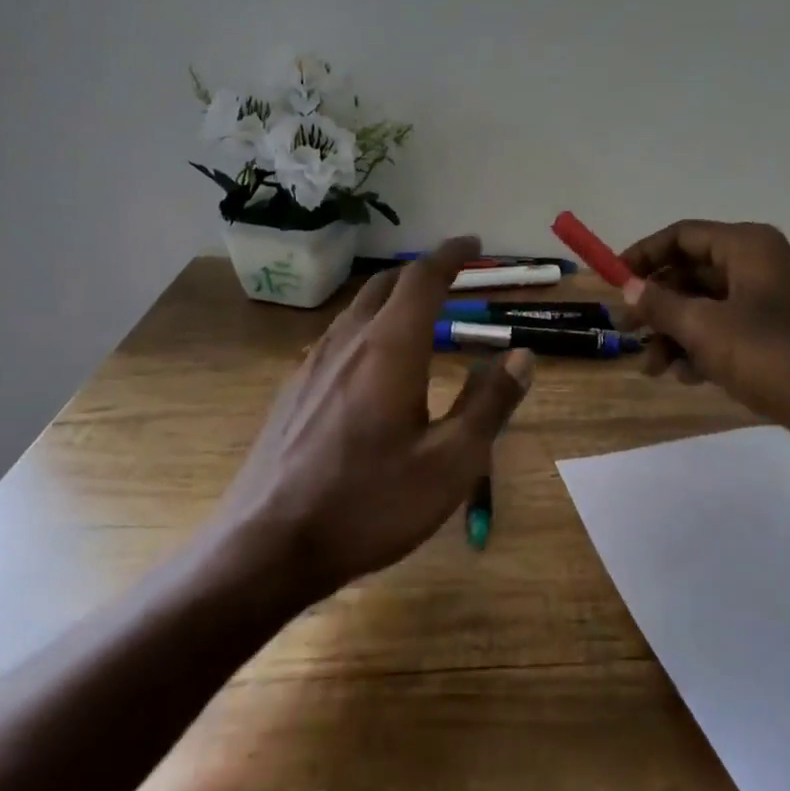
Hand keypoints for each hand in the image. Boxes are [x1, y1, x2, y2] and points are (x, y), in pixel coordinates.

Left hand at [207, 237, 533, 601]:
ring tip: (418, 315)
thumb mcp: (450, 462)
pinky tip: (371, 364)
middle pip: (386, 285)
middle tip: (452, 275)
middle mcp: (347, 342)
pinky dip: (367, 328)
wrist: (266, 547)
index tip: (474, 243)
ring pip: (357, 310)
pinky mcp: (292, 390)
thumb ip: (489, 403)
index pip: (423, 279)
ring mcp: (311, 364)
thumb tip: (523, 355)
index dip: (451, 255)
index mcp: (390, 348)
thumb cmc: (369, 504)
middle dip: (421, 271)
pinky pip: (336, 338)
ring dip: (392, 299)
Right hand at [619, 220, 789, 459]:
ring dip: (674, 333)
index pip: (681, 235)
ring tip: (652, 369)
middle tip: (627, 333)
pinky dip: (702, 349)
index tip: (613, 283)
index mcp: (746, 247)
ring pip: (705, 306)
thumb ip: (662, 305)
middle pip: (691, 272)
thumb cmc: (775, 356)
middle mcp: (758, 265)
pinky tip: (686, 378)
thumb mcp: (706, 329)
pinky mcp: (776, 335)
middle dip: (656, 304)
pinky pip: (726, 331)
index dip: (643, 255)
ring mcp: (769, 301)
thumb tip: (629, 288)